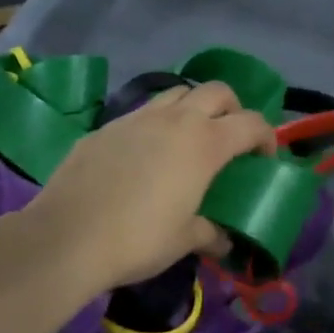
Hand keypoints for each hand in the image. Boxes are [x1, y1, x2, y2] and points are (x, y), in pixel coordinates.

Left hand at [20, 82, 275, 295]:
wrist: (66, 236)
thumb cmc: (138, 239)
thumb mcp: (184, 240)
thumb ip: (210, 233)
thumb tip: (224, 240)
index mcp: (205, 143)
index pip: (251, 123)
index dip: (266, 137)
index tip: (264, 158)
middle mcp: (175, 120)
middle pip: (217, 91)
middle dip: (232, 108)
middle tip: (229, 138)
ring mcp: (138, 118)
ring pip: (177, 93)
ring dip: (193, 108)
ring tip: (189, 139)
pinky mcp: (107, 126)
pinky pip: (143, 113)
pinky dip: (156, 124)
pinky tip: (146, 155)